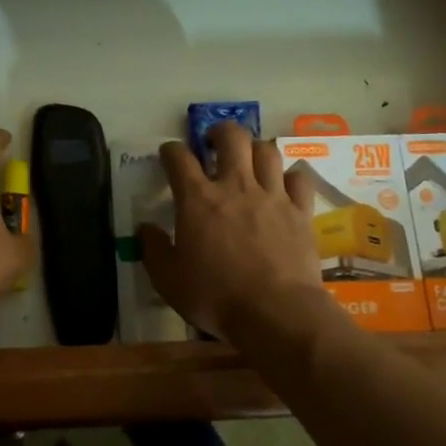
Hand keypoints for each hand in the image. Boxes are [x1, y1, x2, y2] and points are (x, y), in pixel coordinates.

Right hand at [137, 122, 324, 341]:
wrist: (276, 312)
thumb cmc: (216, 297)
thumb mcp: (169, 281)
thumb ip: (154, 250)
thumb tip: (145, 228)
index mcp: (198, 199)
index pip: (179, 158)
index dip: (171, 150)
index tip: (168, 155)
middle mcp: (236, 186)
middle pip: (231, 137)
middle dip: (219, 132)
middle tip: (213, 144)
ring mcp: (272, 195)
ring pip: (267, 150)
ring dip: (255, 148)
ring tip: (249, 159)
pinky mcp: (300, 211)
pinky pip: (298, 178)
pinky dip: (289, 176)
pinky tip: (283, 185)